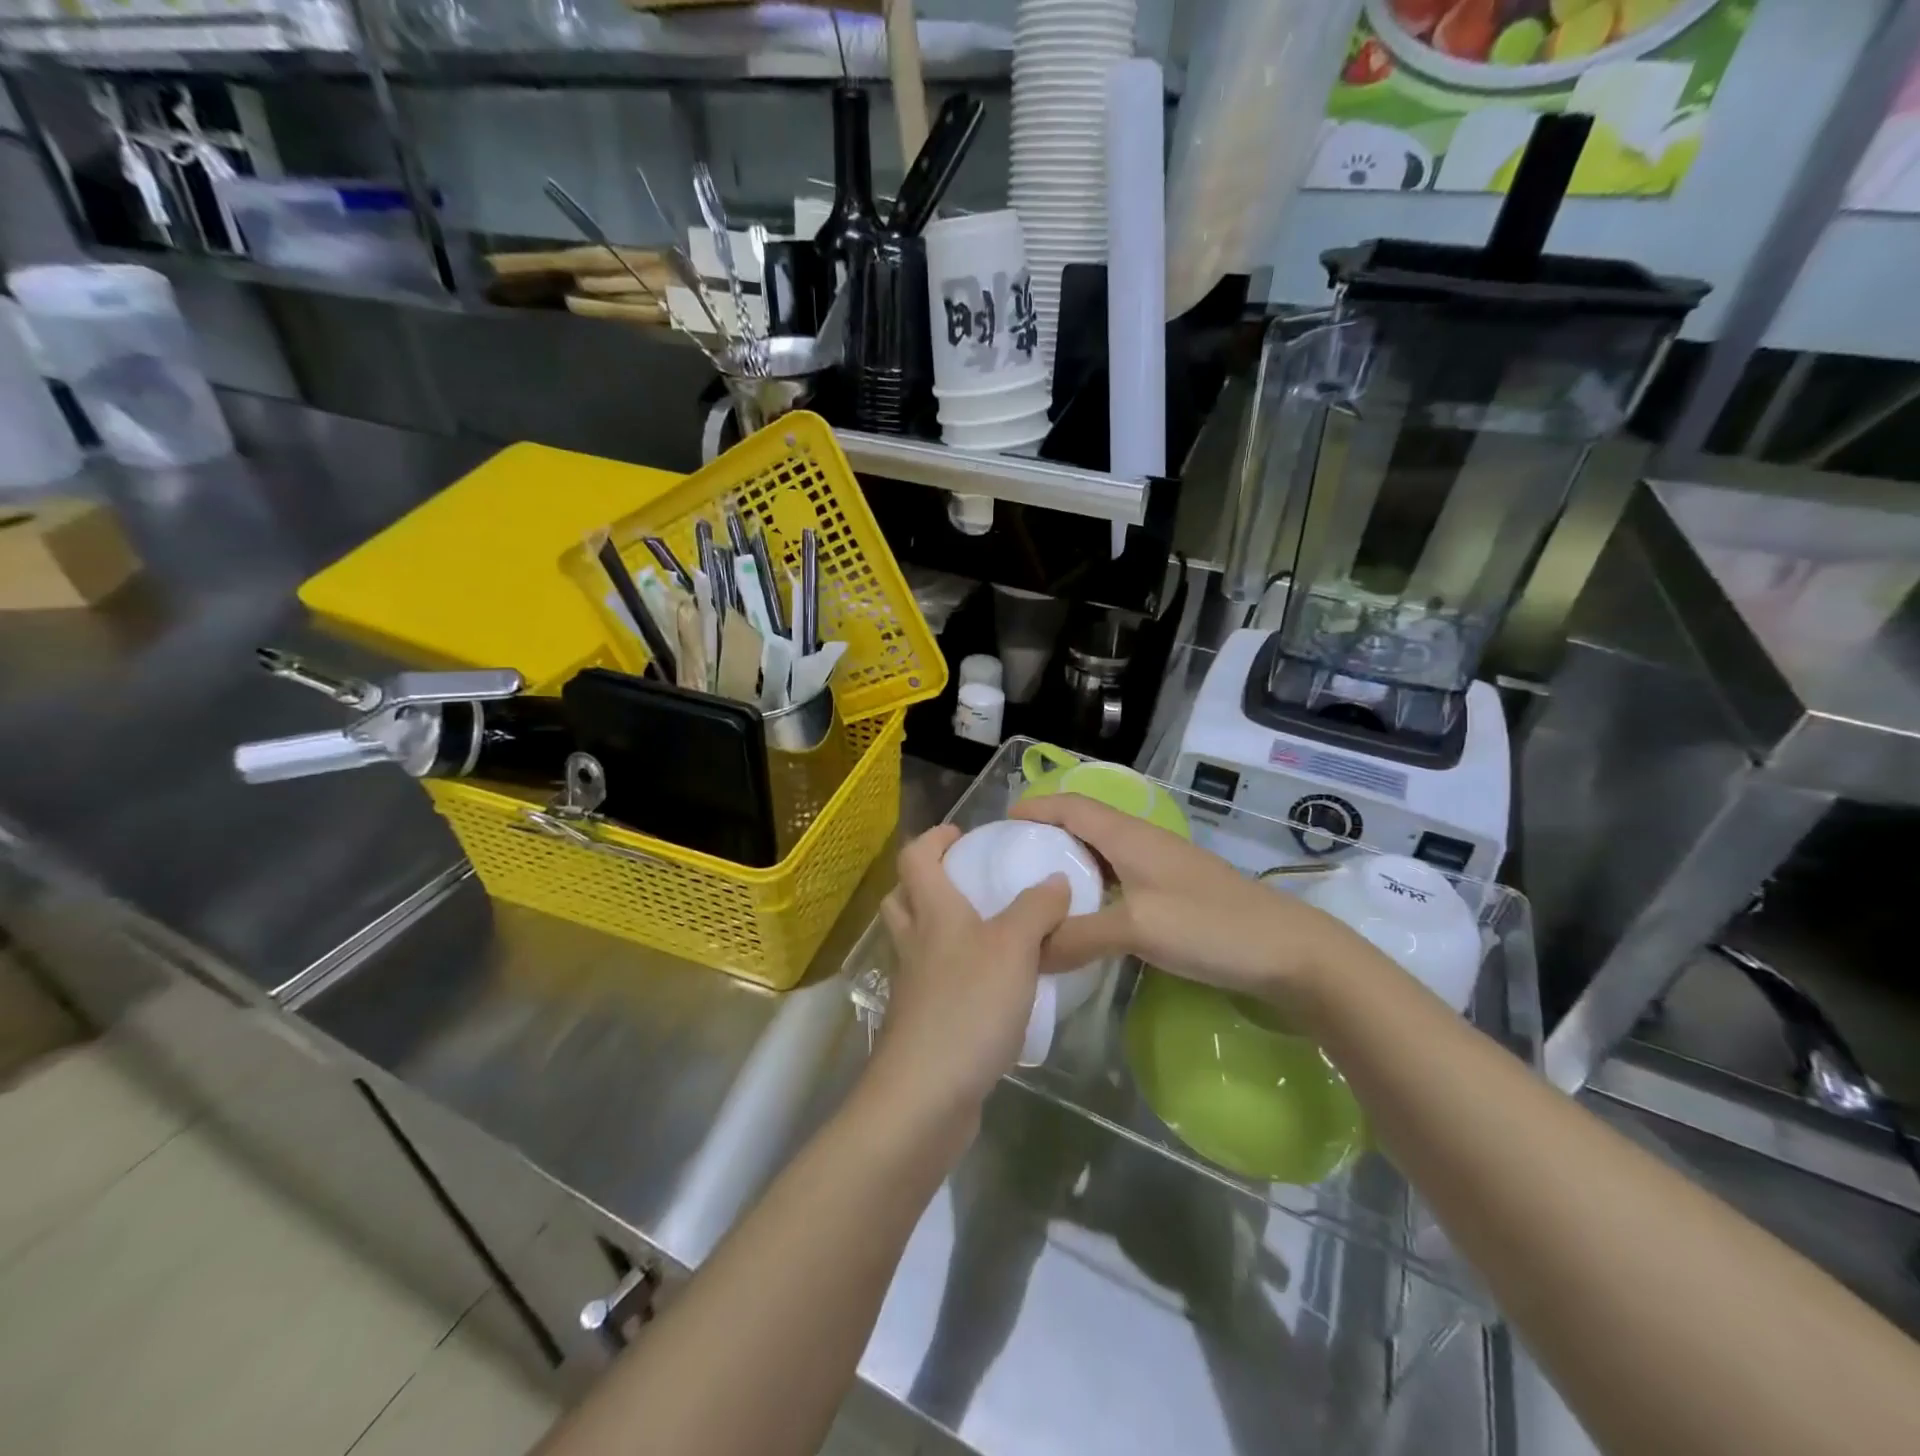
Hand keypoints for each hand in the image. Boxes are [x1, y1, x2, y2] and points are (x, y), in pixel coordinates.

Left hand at [870, 825, 1072, 1124]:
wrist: (926, 1095)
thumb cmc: (969, 1006)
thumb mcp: (1014, 948)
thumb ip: (1037, 909)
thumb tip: (1055, 880)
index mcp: (932, 913)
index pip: (916, 858)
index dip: (934, 839)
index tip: (961, 835)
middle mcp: (914, 943)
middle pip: (903, 898)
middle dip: (927, 880)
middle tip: (965, 880)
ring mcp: (912, 985)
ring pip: (916, 940)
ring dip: (939, 926)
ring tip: (985, 931)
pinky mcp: (921, 1022)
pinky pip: (932, 980)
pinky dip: (953, 971)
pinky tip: (990, 986)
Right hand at [1012, 793, 1365, 1011]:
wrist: (1290, 952)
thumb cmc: (1210, 926)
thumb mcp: (1137, 929)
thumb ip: (1079, 936)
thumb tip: (1029, 951)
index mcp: (1130, 836)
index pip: (1072, 806)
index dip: (1036, 808)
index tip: (1000, 825)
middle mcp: (1143, 842)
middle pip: (1085, 825)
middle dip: (1047, 835)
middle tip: (1012, 861)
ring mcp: (1163, 867)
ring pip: (1104, 853)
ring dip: (1071, 862)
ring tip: (1040, 889)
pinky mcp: (1176, 893)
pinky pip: (1121, 878)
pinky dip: (1095, 886)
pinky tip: (1087, 915)